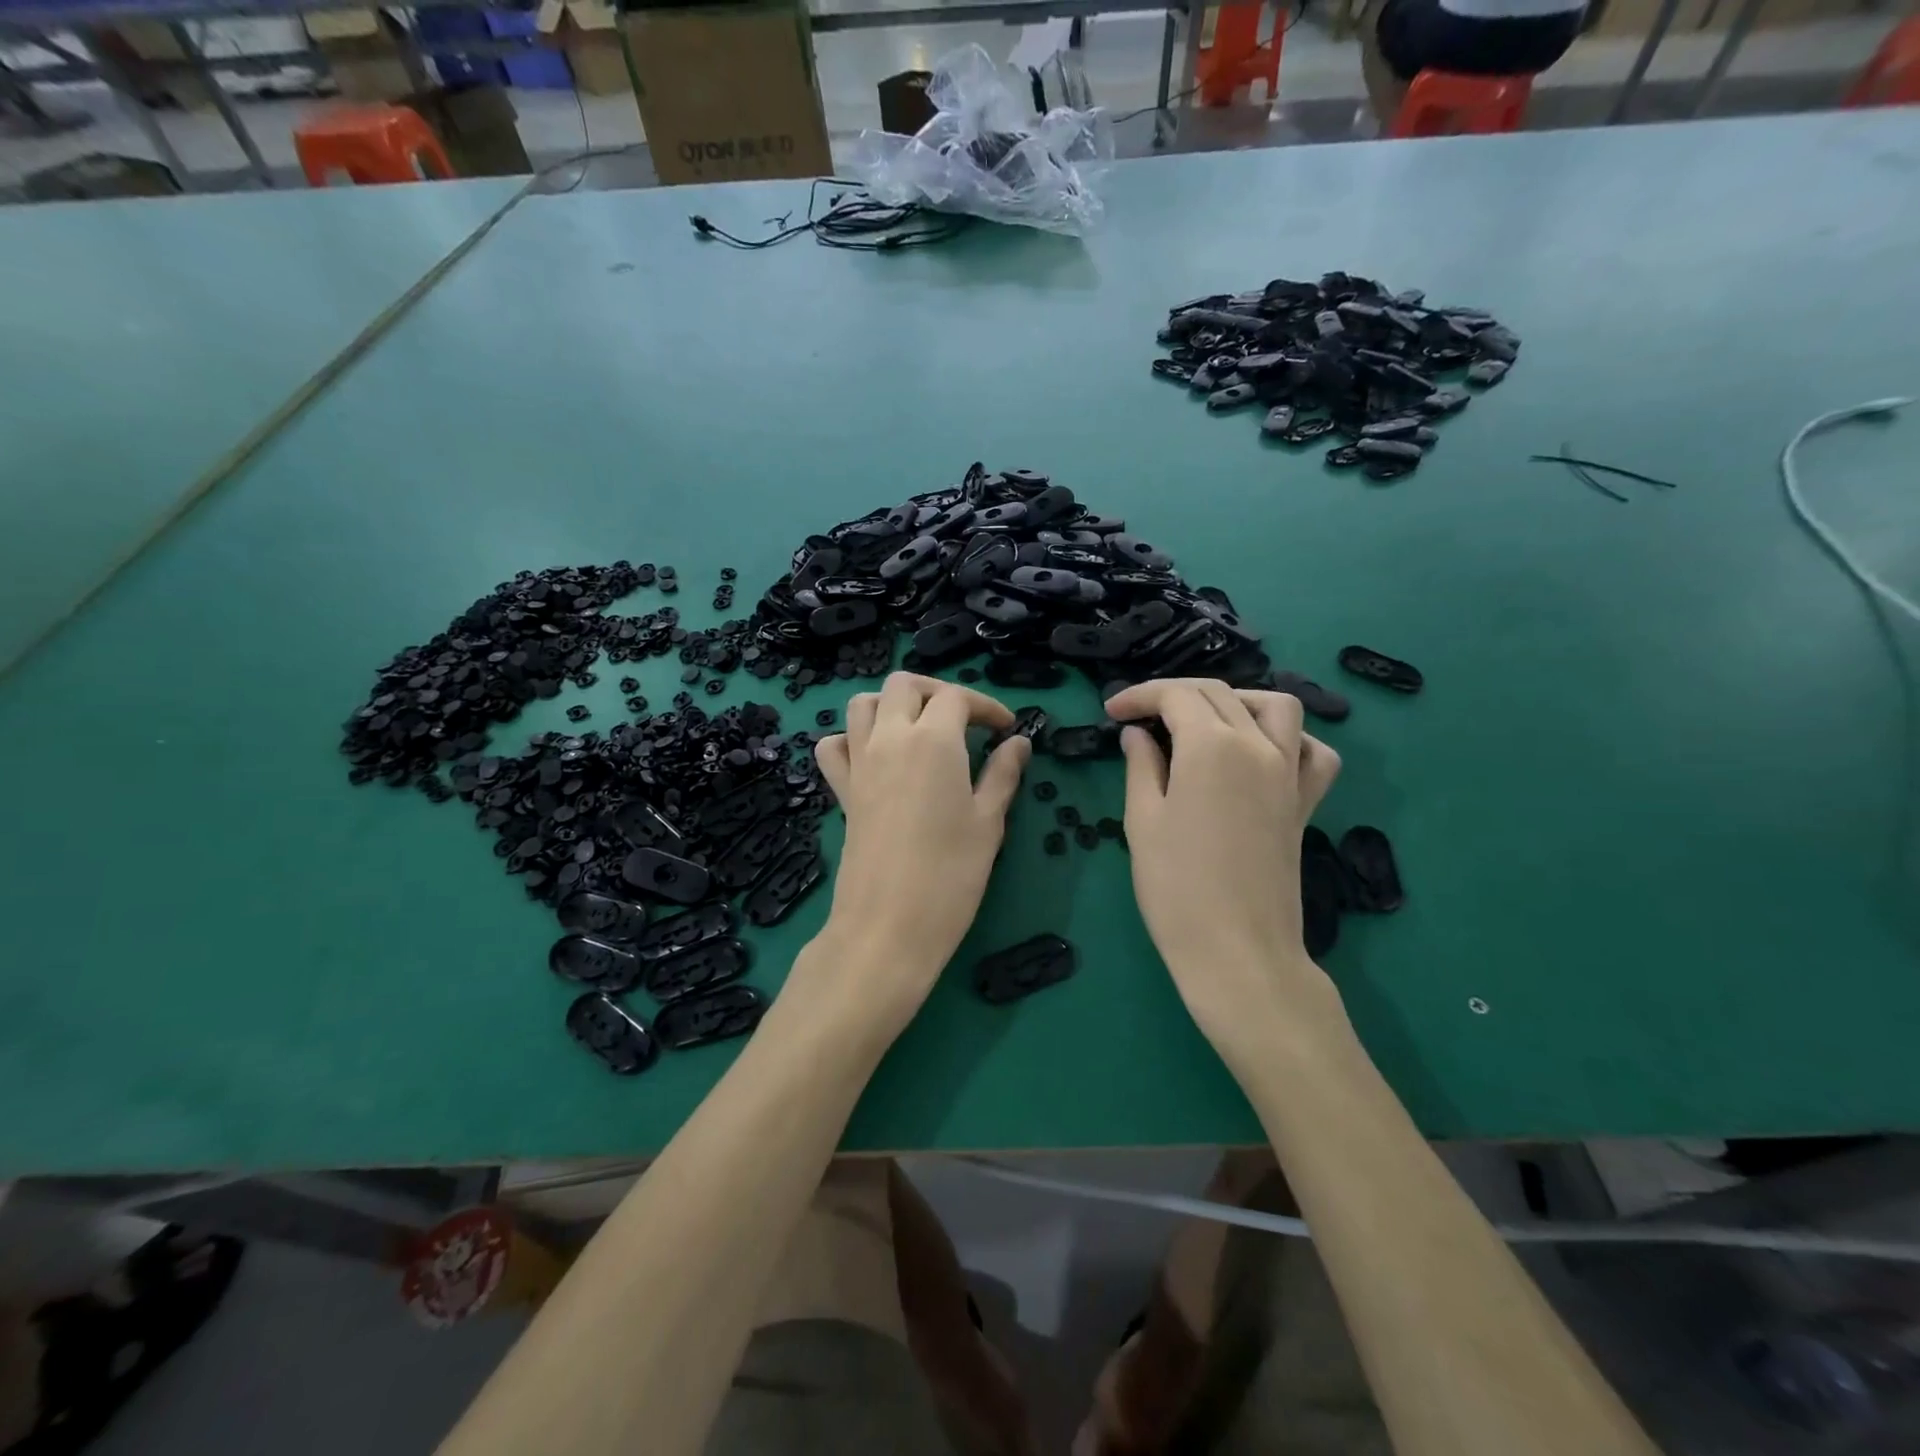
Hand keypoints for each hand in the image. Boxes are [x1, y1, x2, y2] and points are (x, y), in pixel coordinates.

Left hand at [811, 673, 1029, 1030]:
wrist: (888, 926)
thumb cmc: (950, 876)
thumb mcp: (988, 823)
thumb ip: (1003, 774)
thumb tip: (1019, 742)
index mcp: (933, 741)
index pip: (957, 697)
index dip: (986, 706)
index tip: (1006, 730)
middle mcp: (890, 739)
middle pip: (904, 685)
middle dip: (938, 691)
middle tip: (965, 720)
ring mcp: (859, 763)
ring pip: (863, 704)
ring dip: (892, 703)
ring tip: (920, 728)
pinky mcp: (842, 790)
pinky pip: (834, 746)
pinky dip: (851, 738)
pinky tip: (875, 756)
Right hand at [1104, 680, 1341, 1053]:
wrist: (1237, 950)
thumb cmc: (1176, 887)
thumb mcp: (1142, 821)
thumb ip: (1141, 766)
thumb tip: (1137, 734)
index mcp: (1212, 746)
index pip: (1176, 696)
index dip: (1140, 695)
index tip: (1112, 710)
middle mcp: (1258, 746)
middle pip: (1219, 693)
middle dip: (1175, 693)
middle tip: (1140, 716)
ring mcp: (1289, 773)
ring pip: (1276, 706)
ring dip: (1236, 700)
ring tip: (1203, 720)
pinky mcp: (1305, 802)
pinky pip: (1312, 752)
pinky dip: (1290, 738)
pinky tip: (1262, 751)